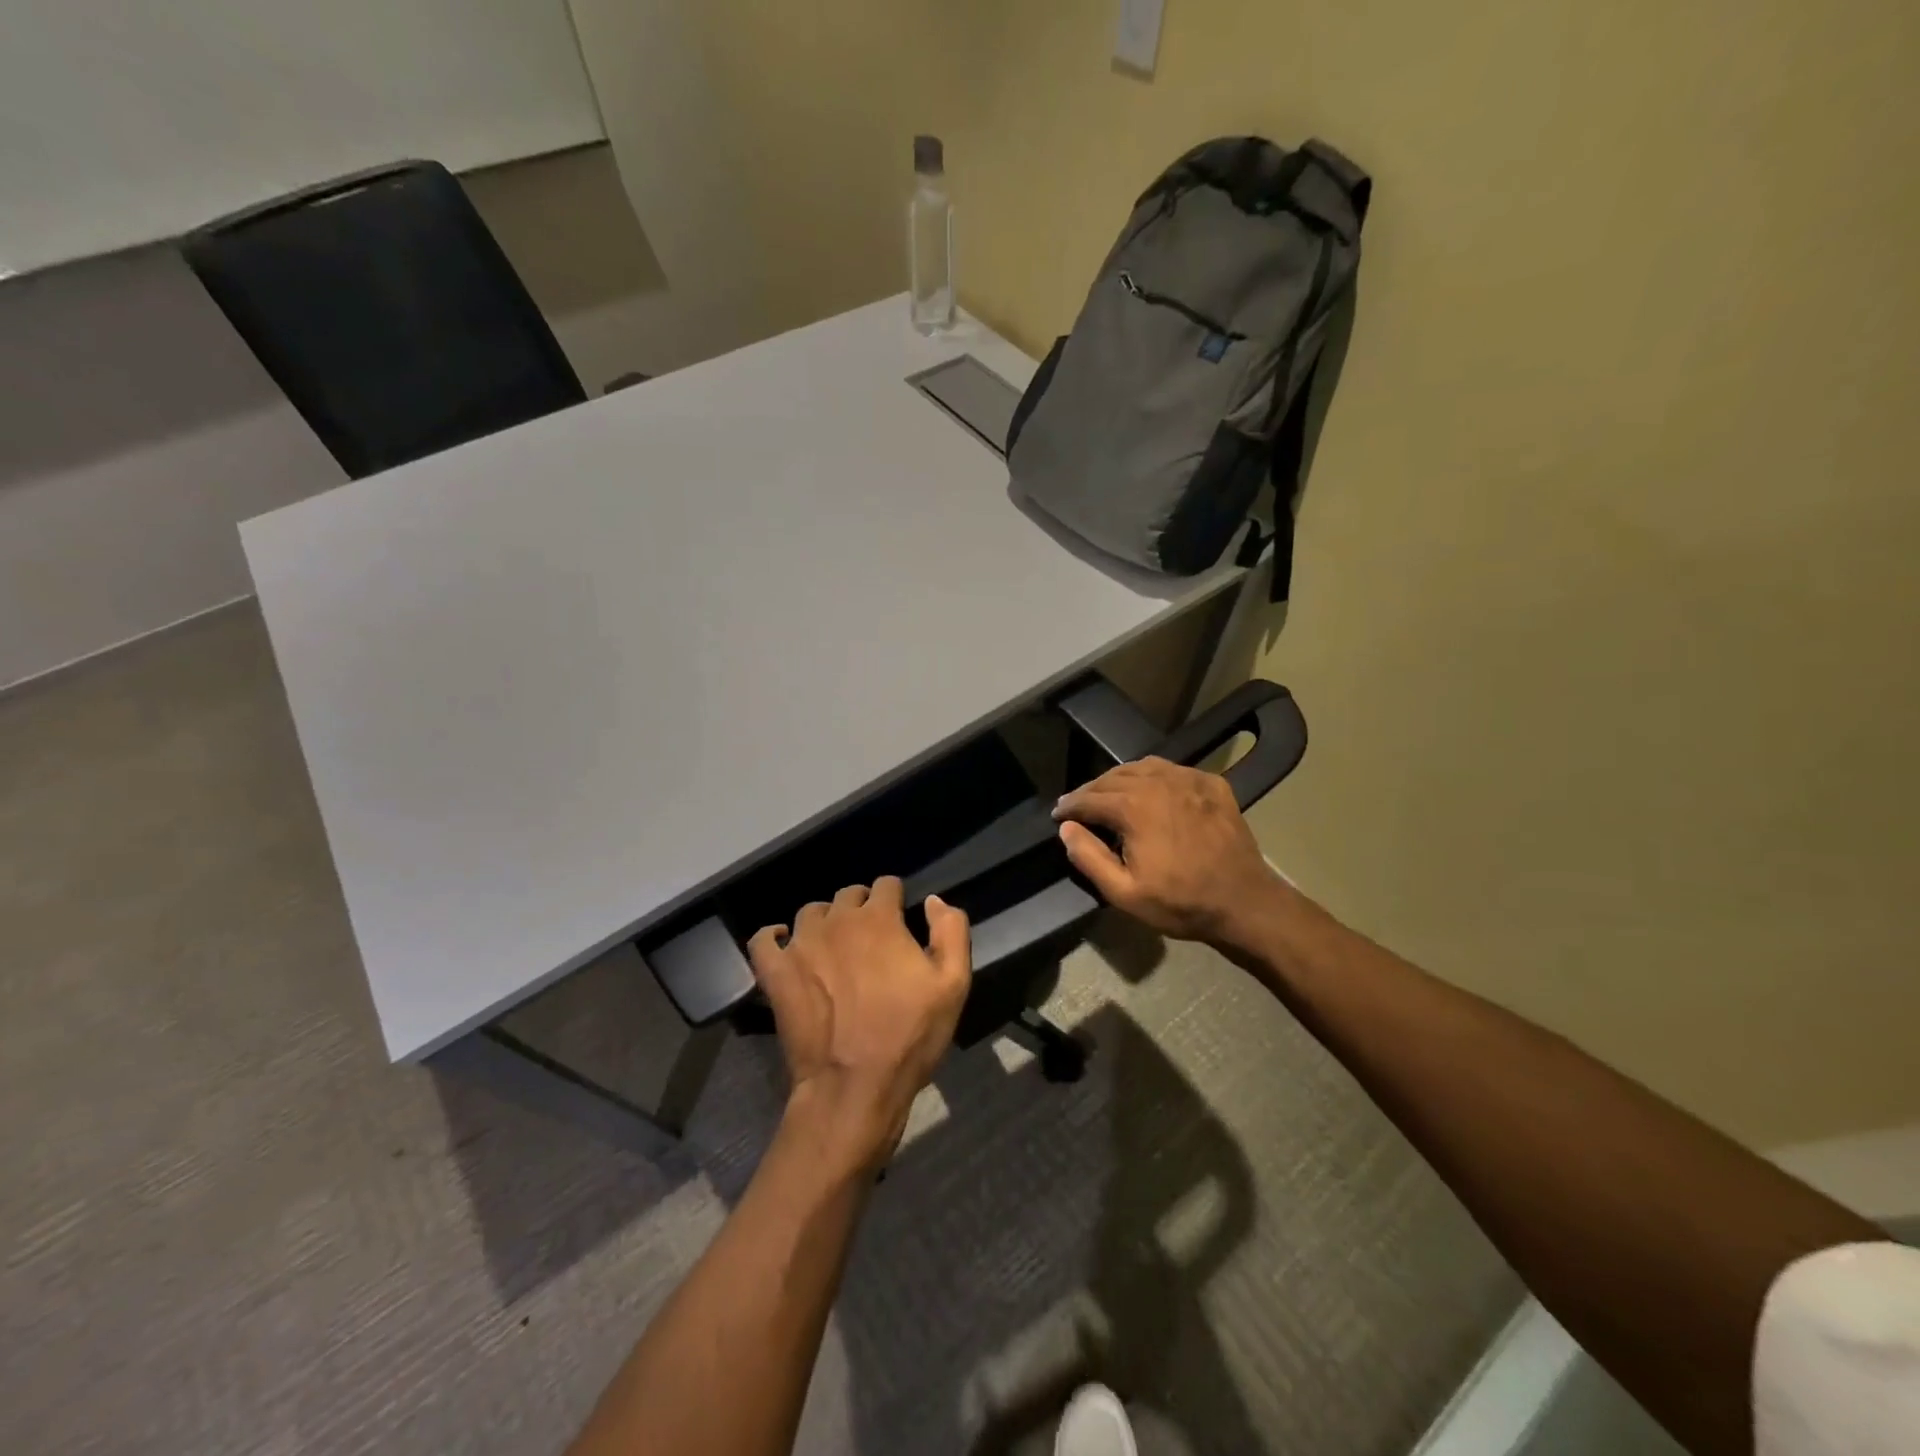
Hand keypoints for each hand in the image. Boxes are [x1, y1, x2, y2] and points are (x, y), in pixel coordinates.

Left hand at [747, 878, 969, 1169]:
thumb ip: (950, 931)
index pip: (886, 884)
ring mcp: (801, 945)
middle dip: (862, 908)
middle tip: (871, 940)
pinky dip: (773, 938)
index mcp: (879, 919)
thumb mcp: (953, 984)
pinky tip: (785, 946)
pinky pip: (764, 939)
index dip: (896, 899)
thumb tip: (934, 900)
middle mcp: (837, 921)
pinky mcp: (775, 973)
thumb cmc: (909, 1035)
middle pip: (848, 895)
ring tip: (833, 947)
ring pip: (810, 913)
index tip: (900, 919)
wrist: (854, 1086)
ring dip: (824, 921)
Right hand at [1053, 757, 1282, 947]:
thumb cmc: (1180, 902)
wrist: (1244, 902)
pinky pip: (1172, 770)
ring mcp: (1188, 779)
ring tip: (1109, 794)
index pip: (1089, 798)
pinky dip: (1153, 776)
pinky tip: (1151, 791)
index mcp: (1133, 807)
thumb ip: (1089, 857)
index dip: (1069, 806)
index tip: (1058, 814)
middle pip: (1112, 777)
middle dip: (1091, 791)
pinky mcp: (1212, 784)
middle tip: (1079, 805)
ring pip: (1142, 767)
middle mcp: (1158, 782)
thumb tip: (1067, 828)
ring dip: (1119, 779)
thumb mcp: (1124, 892)